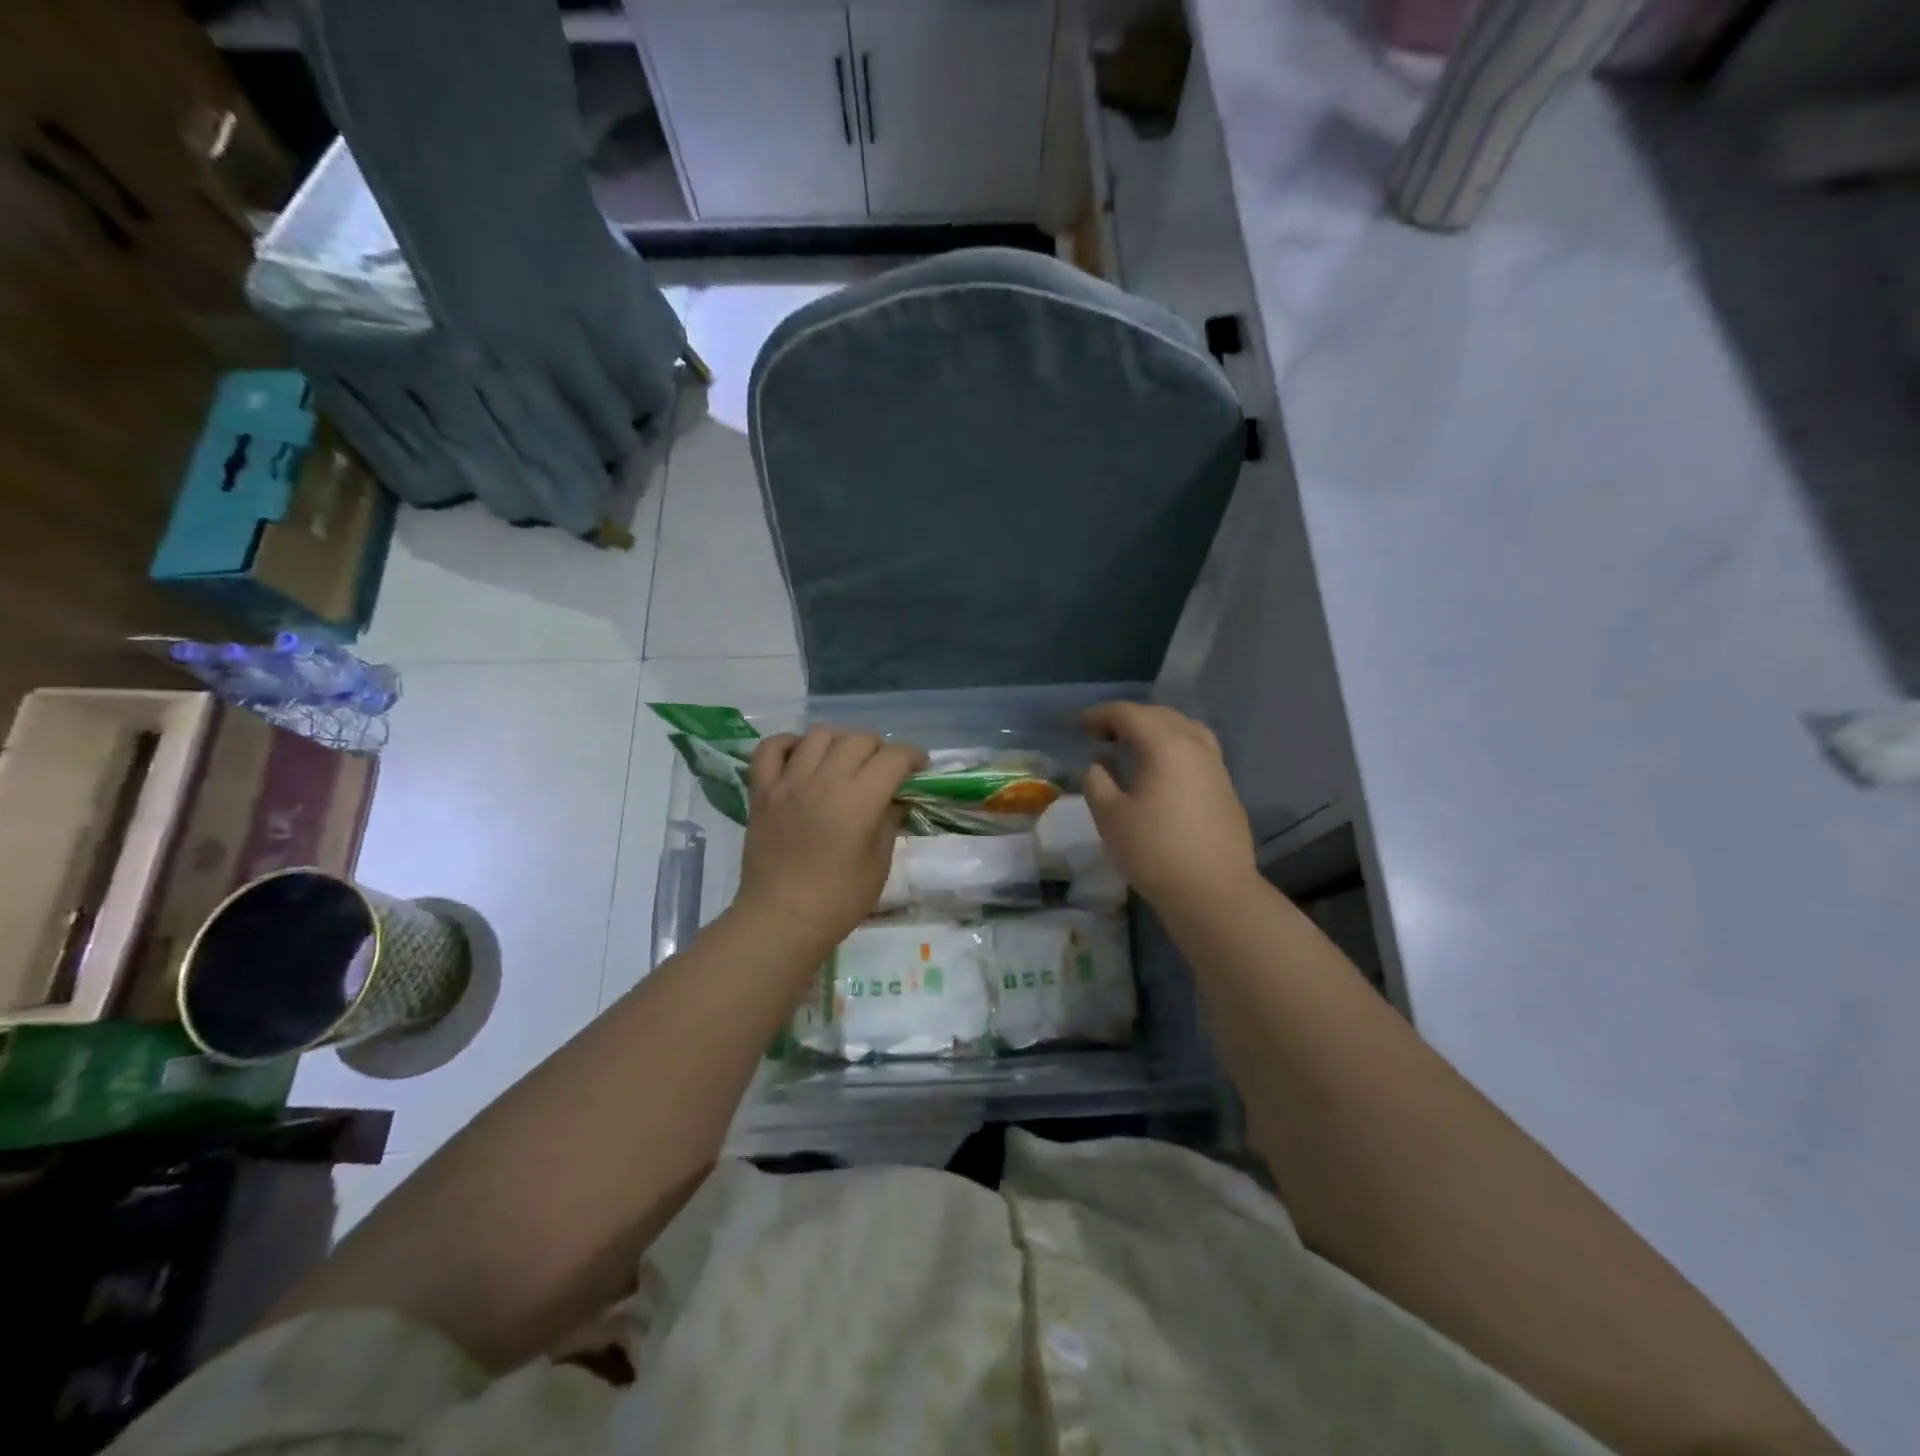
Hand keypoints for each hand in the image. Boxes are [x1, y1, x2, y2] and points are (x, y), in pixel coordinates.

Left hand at [735, 727, 923, 949]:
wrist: (781, 920)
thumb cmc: (838, 900)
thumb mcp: (879, 863)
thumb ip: (890, 821)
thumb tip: (897, 798)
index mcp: (859, 801)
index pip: (893, 757)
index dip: (913, 757)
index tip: (919, 769)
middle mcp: (824, 781)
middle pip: (859, 738)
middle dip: (879, 749)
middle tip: (883, 770)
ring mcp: (788, 783)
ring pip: (818, 735)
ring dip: (840, 741)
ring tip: (844, 761)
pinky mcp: (762, 791)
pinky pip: (770, 748)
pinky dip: (788, 744)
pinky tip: (801, 756)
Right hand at [1082, 702, 1257, 913]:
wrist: (1213, 892)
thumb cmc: (1154, 851)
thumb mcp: (1110, 816)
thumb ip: (1097, 781)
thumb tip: (1100, 764)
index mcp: (1165, 745)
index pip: (1129, 714)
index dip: (1101, 714)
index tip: (1080, 725)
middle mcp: (1195, 745)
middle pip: (1160, 715)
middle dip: (1128, 718)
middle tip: (1102, 734)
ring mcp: (1216, 765)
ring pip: (1184, 729)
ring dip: (1155, 729)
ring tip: (1134, 746)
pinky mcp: (1225, 787)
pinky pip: (1197, 750)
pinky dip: (1174, 746)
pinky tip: (1161, 770)